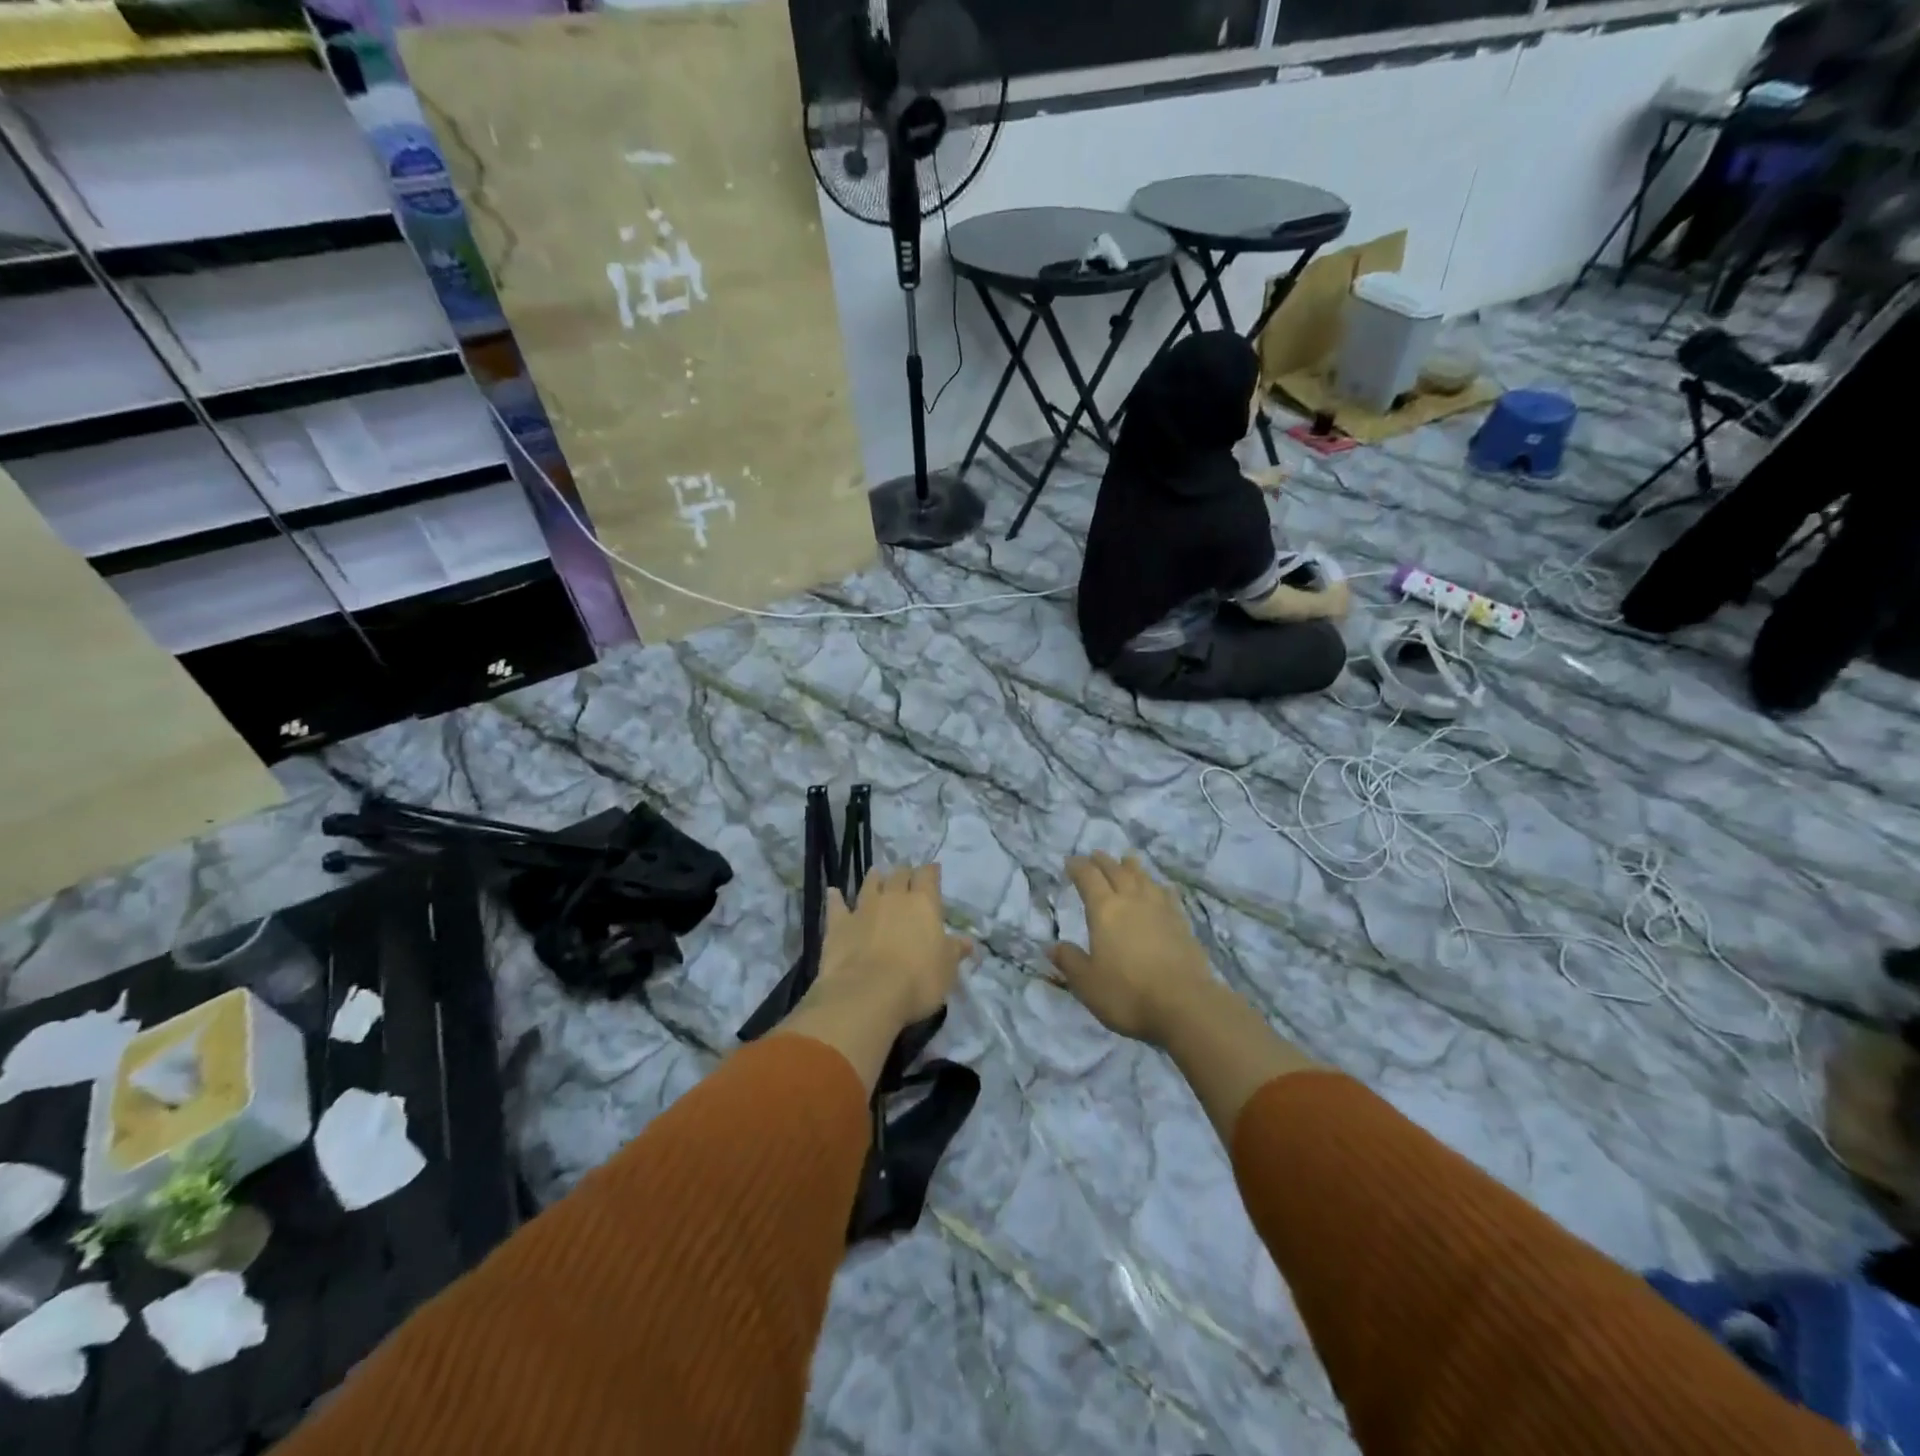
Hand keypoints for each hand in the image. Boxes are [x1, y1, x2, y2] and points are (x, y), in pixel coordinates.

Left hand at [812, 864, 971, 1031]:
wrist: (867, 993)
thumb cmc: (918, 980)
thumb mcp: (947, 969)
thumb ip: (956, 950)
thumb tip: (968, 941)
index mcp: (924, 903)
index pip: (929, 876)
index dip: (931, 872)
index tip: (933, 871)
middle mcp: (893, 897)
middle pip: (899, 875)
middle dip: (904, 874)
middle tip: (906, 877)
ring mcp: (863, 908)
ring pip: (870, 883)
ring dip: (875, 879)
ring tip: (877, 875)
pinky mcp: (839, 924)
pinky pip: (836, 905)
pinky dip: (836, 898)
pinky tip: (834, 892)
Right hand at [1049, 853, 1213, 1045]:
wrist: (1185, 1006)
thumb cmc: (1128, 993)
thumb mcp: (1087, 983)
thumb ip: (1069, 961)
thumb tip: (1051, 946)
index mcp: (1105, 910)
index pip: (1088, 878)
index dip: (1078, 867)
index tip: (1070, 862)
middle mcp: (1132, 901)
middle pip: (1116, 871)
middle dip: (1103, 861)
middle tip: (1095, 855)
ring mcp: (1160, 909)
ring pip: (1144, 878)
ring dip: (1131, 867)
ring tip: (1126, 860)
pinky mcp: (1182, 923)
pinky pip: (1167, 894)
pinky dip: (1158, 886)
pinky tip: (1160, 888)